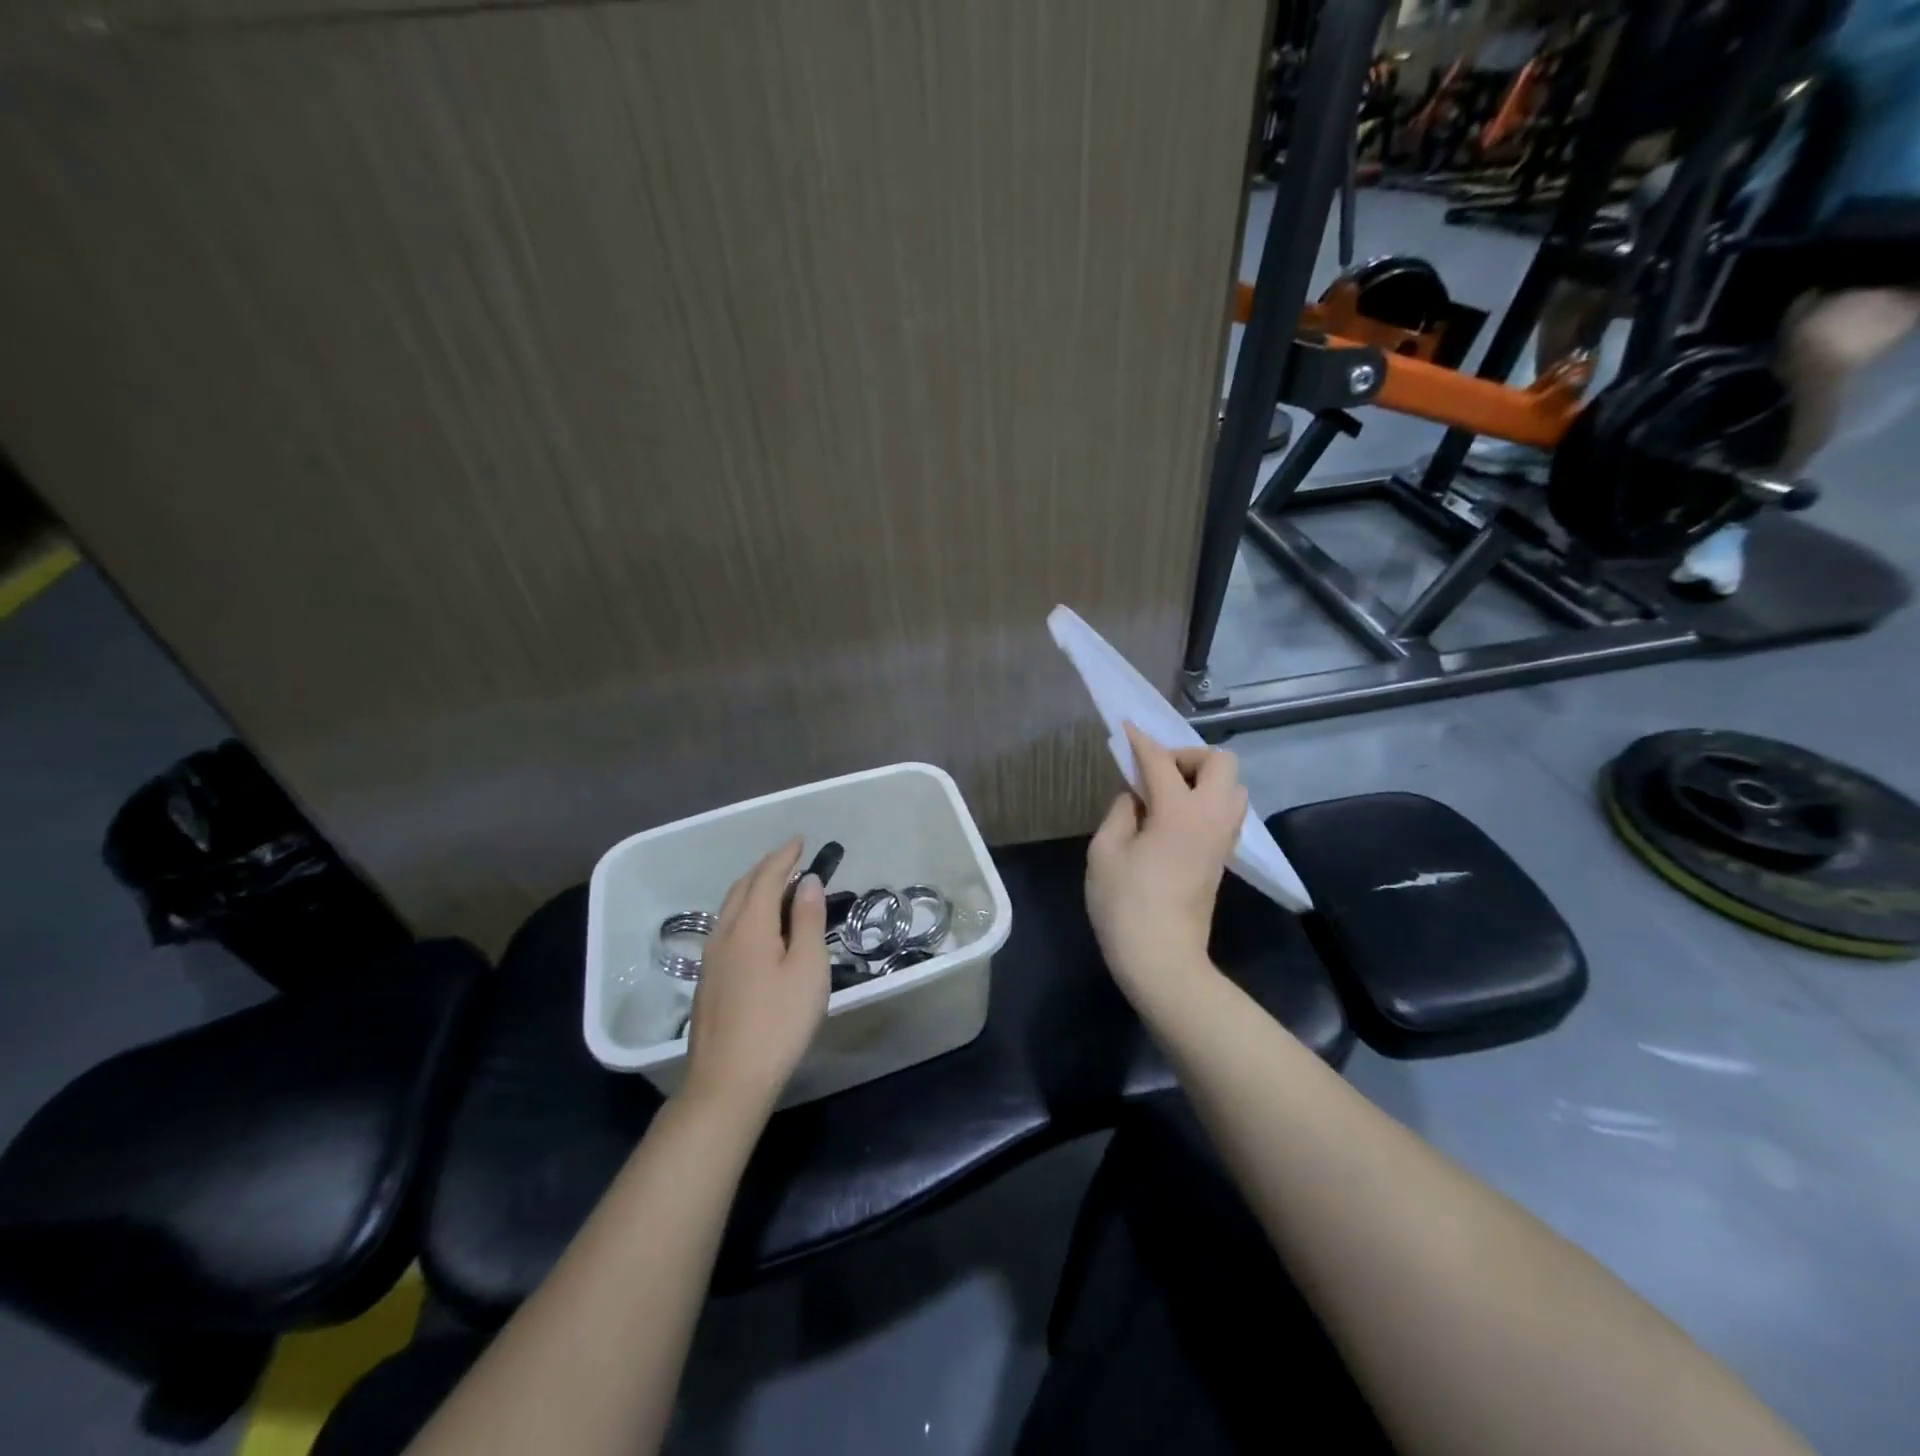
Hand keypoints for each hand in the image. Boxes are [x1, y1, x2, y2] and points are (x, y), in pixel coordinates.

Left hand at [682, 838, 829, 1120]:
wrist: (728, 1081)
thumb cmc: (778, 1022)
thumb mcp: (807, 968)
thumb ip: (807, 920)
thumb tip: (807, 881)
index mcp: (749, 926)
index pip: (766, 877)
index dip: (784, 856)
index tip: (800, 840)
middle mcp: (724, 934)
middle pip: (742, 888)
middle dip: (766, 867)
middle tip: (790, 859)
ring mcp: (711, 959)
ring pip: (729, 908)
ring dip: (752, 888)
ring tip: (776, 886)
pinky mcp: (708, 981)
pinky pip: (726, 927)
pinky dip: (744, 910)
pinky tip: (756, 927)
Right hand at [1086, 723, 1247, 998]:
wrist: (1162, 959)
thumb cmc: (1125, 905)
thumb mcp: (1105, 852)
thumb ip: (1121, 812)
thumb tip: (1136, 796)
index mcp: (1178, 812)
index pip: (1160, 761)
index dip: (1140, 741)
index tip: (1126, 728)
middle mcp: (1210, 817)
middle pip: (1220, 762)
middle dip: (1187, 755)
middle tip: (1155, 772)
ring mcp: (1222, 838)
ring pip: (1232, 786)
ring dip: (1202, 777)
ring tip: (1166, 794)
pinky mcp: (1222, 856)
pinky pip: (1226, 810)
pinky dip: (1206, 799)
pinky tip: (1174, 816)